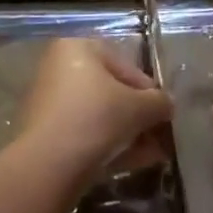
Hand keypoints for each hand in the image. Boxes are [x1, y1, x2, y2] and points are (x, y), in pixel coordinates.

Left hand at [18, 39, 172, 188]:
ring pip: (100, 115)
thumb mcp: (139, 107)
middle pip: (111, 91)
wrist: (48, 166)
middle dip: (139, 116)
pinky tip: (134, 163)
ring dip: (129, 133)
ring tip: (153, 154)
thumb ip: (159, 102)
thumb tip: (168, 106)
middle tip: (160, 136)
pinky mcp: (45, 134)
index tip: (164, 114)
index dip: (149, 91)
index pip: (125, 66)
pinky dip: (110, 145)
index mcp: (79, 47)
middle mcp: (60, 67)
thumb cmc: (96, 118)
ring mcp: (50, 102)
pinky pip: (85, 133)